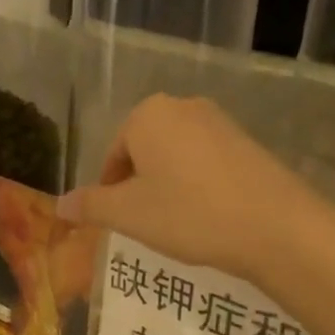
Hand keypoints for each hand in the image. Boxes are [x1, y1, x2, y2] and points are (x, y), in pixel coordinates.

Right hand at [56, 95, 306, 280]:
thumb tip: (60, 204)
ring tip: (176, 224)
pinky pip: (206, 163)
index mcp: (147, 116)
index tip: (118, 221)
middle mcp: (183, 107)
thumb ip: (90, 206)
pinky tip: (207, 216)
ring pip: (175, 157)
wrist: (275, 226)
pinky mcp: (247, 142)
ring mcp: (220, 122)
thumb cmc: (189, 214)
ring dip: (168, 187)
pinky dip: (197, 186)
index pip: (113, 155)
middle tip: (145, 224)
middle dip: (139, 187)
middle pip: (144, 151)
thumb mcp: (129, 215)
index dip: (110, 191)